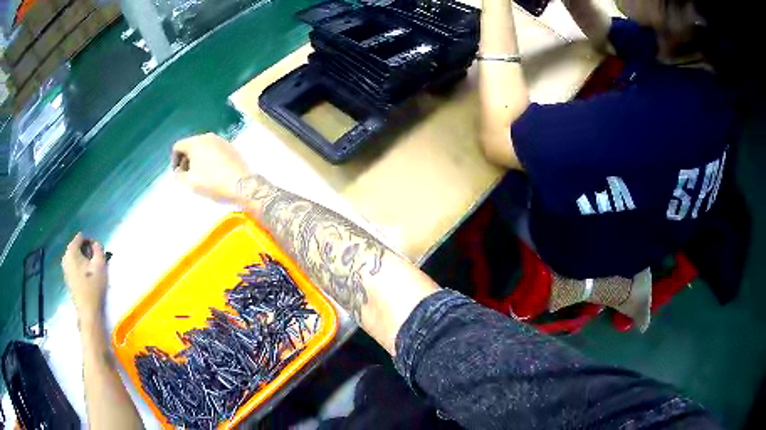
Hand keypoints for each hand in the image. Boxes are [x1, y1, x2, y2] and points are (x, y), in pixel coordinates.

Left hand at [62, 233, 108, 320]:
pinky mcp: (67, 278)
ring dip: (84, 261)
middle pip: (78, 247)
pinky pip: (74, 266)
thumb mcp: (101, 265)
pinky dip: (81, 268)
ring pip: (76, 257)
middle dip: (87, 252)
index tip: (97, 255)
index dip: (91, 243)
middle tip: (96, 264)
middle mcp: (65, 257)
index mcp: (71, 251)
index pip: (81, 237)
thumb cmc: (94, 288)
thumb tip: (95, 243)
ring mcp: (65, 268)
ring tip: (92, 272)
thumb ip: (99, 249)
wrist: (88, 313)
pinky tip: (87, 279)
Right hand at [172, 133, 251, 202]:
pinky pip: (214, 150)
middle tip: (187, 175)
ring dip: (198, 159)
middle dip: (186, 159)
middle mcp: (208, 136)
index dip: (174, 160)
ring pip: (203, 147)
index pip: (178, 146)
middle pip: (190, 145)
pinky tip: (213, 172)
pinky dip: (209, 158)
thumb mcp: (190, 182)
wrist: (241, 184)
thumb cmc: (212, 182)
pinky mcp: (231, 147)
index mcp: (196, 142)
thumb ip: (179, 176)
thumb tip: (178, 171)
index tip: (178, 174)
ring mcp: (221, 140)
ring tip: (200, 175)